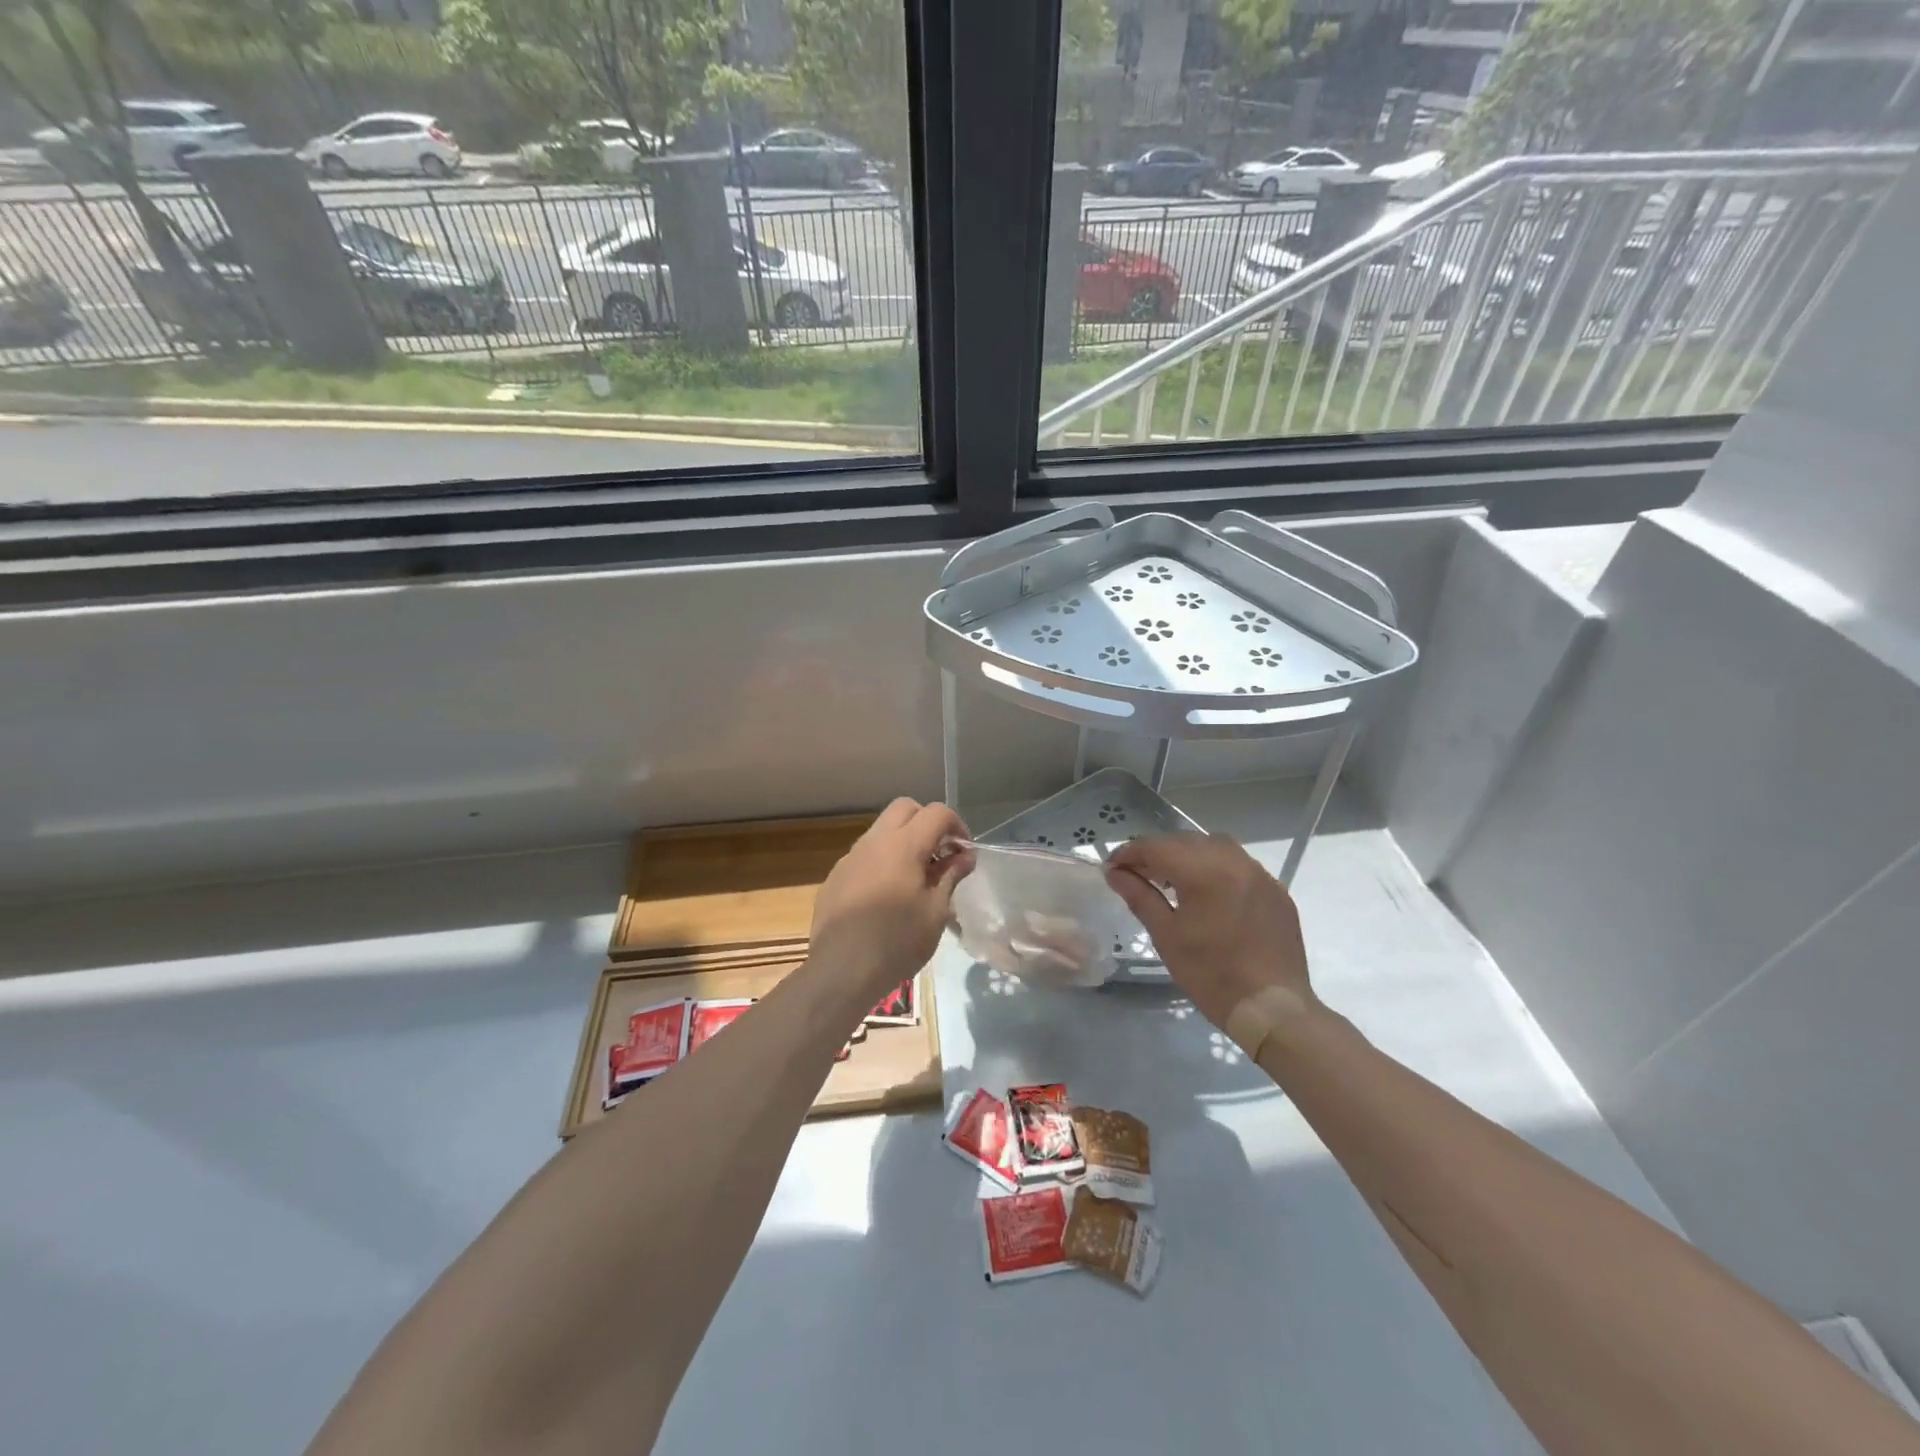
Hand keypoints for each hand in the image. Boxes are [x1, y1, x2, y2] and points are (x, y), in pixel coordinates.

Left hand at [808, 798, 973, 1003]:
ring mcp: (851, 857)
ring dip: (904, 840)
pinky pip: (865, 855)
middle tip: (940, 855)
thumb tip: (965, 855)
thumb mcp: (935, 911)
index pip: (937, 812)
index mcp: (903, 845)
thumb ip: (950, 876)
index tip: (964, 852)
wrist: (841, 970)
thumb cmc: (898, 941)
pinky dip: (883, 861)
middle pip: (905, 808)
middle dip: (927, 823)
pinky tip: (887, 895)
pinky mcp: (836, 876)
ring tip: (916, 877)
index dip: (957, 826)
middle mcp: (874, 841)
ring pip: (882, 830)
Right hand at [1105, 834, 1314, 1030]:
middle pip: (1185, 841)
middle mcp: (1234, 861)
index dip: (1129, 853)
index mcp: (1204, 871)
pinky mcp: (1276, 890)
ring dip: (1188, 855)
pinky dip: (1217, 868)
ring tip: (1173, 880)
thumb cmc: (1212, 974)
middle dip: (1157, 852)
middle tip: (1137, 874)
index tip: (1112, 867)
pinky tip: (1210, 893)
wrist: (1273, 1009)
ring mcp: (1260, 874)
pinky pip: (1240, 865)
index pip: (1156, 847)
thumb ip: (1140, 896)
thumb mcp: (1167, 936)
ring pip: (1215, 846)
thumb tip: (1115, 873)